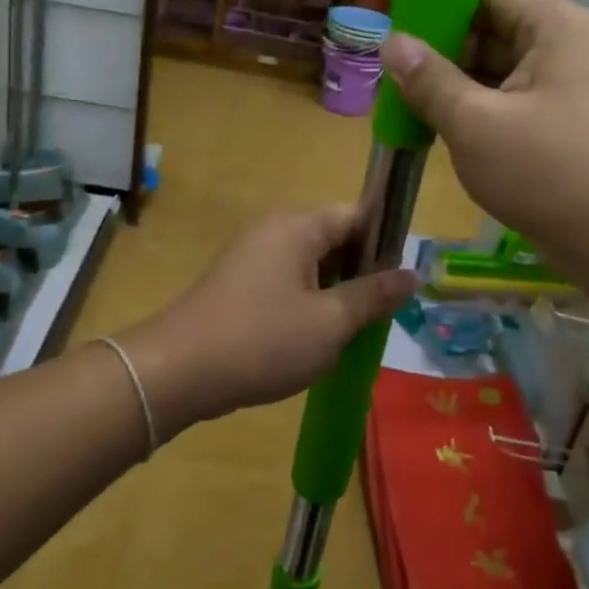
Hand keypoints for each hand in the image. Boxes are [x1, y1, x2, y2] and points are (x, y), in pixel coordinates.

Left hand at [122, 207, 415, 436]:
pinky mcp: (237, 286)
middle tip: (381, 315)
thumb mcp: (331, 322)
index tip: (401, 282)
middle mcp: (273, 232)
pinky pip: (286, 285)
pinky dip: (307, 306)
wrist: (177, 373)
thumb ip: (374, 296)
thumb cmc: (263, 341)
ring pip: (311, 267)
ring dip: (335, 294)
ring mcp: (251, 258)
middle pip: (334, 240)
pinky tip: (316, 341)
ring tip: (353, 332)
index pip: (357, 216)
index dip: (385, 244)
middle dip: (361, 274)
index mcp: (297, 227)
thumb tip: (411, 274)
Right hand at [381, 0, 588, 285]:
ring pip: (500, 72)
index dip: (438, 5)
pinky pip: (512, 103)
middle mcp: (567, 46)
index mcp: (555, 26)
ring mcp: (569, 88)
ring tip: (406, 103)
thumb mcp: (474, 123)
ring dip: (457, 87)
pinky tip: (441, 129)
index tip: (394, 27)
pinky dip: (479, 112)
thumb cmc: (547, 172)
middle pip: (493, 31)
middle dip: (443, 52)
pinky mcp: (566, 125)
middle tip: (392, 74)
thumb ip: (429, 80)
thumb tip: (391, 42)